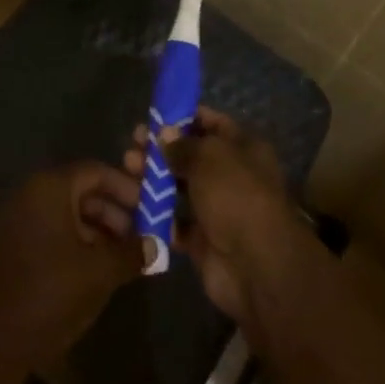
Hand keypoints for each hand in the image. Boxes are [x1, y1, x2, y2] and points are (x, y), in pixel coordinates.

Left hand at [0, 161, 144, 367]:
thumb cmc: (50, 292)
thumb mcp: (100, 272)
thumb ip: (131, 253)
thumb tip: (157, 245)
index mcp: (50, 188)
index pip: (96, 171)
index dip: (126, 188)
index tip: (150, 208)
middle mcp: (31, 193)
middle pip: (81, 190)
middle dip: (114, 212)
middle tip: (141, 237)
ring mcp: (19, 218)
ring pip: (67, 212)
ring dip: (98, 229)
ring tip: (123, 257)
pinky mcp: (13, 244)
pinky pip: (52, 229)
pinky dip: (77, 241)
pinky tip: (96, 269)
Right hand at [144, 109, 309, 322]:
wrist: (256, 267)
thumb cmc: (236, 195)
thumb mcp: (209, 157)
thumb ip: (183, 145)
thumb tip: (165, 134)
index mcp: (243, 149)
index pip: (212, 124)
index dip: (184, 118)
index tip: (155, 117)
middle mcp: (231, 176)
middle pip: (191, 156)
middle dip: (161, 149)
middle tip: (133, 143)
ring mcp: (217, 209)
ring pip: (179, 188)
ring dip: (154, 179)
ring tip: (128, 168)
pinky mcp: (203, 240)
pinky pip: (175, 222)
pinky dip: (156, 214)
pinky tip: (133, 202)